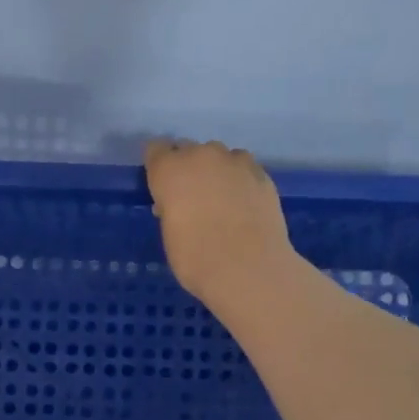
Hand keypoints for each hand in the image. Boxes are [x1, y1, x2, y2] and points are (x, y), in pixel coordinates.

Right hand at [144, 138, 292, 309]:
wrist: (249, 269)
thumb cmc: (196, 258)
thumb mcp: (169, 234)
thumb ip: (171, 209)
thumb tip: (180, 205)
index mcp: (170, 169)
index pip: (156, 150)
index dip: (159, 168)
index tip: (162, 188)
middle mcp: (201, 155)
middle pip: (189, 150)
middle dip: (188, 169)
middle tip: (193, 200)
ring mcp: (236, 162)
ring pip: (220, 157)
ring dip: (216, 172)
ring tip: (222, 202)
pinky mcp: (262, 174)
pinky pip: (244, 170)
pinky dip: (240, 182)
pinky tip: (243, 206)